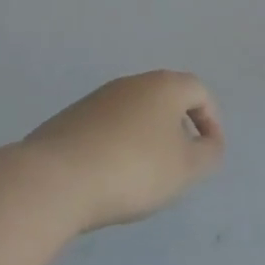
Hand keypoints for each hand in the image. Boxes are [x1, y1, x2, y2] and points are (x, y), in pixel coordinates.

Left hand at [20, 71, 225, 232]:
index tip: (209, 150)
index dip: (211, 120)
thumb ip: (209, 153)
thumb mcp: (186, 169)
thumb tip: (208, 143)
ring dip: (145, 137)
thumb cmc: (134, 169)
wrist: (53, 181)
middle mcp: (132, 83)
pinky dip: (116, 146)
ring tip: (143, 174)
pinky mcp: (68, 120)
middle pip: (165, 98)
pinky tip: (109, 176)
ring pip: (133, 113)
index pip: (199, 92)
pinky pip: (105, 128)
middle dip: (177, 126)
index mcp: (165, 86)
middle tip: (179, 160)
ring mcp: (96, 99)